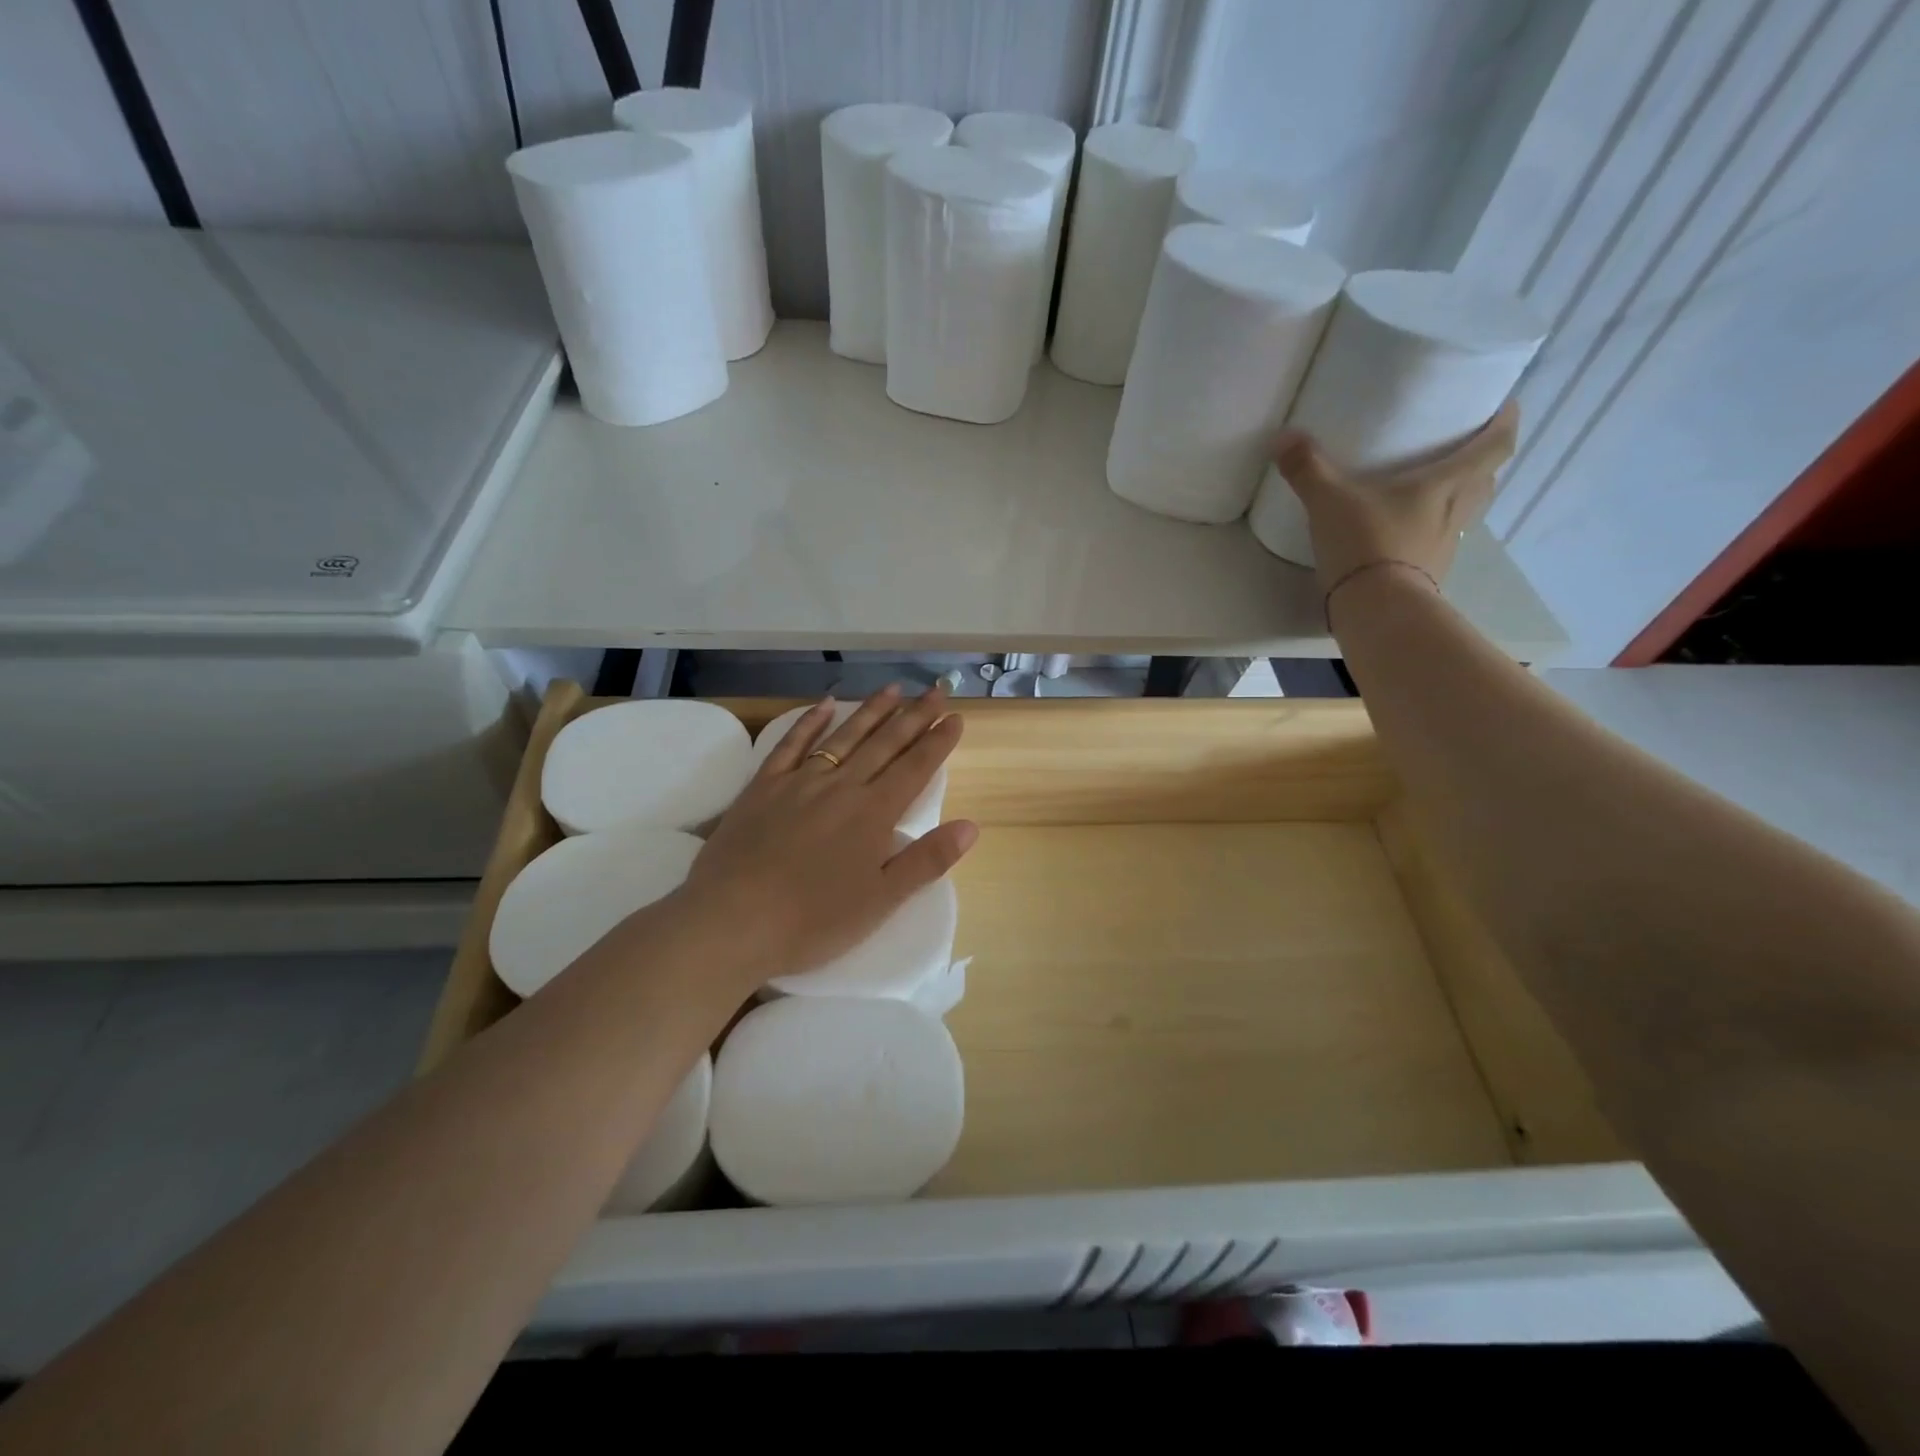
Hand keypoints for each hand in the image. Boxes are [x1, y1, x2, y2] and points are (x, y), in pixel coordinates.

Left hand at [672, 683, 977, 993]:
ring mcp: (800, 782)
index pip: (915, 768)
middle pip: (885, 743)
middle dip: (914, 716)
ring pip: (844, 736)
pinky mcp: (763, 786)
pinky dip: (810, 722)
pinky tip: (824, 705)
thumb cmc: (813, 920)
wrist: (732, 920)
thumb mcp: (881, 900)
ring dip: (871, 710)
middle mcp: (842, 786)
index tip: (956, 717)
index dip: (938, 742)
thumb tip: (972, 826)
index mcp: (873, 813)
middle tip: (936, 691)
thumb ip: (927, 860)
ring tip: (894, 688)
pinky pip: (791, 744)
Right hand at [1273, 400, 1519, 593]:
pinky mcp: (1427, 574)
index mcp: (1447, 483)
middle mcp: (1456, 512)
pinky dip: (1429, 533)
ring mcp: (1445, 547)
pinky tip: (1406, 535)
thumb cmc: (1366, 543)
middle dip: (1479, 463)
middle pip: (1484, 480)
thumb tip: (1282, 436)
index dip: (1505, 422)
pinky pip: (1437, 544)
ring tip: (1431, 492)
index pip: (1496, 445)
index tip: (1505, 406)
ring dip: (1456, 499)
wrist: (1376, 608)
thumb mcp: (1329, 500)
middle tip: (1459, 450)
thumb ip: (1307, 468)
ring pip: (1464, 513)